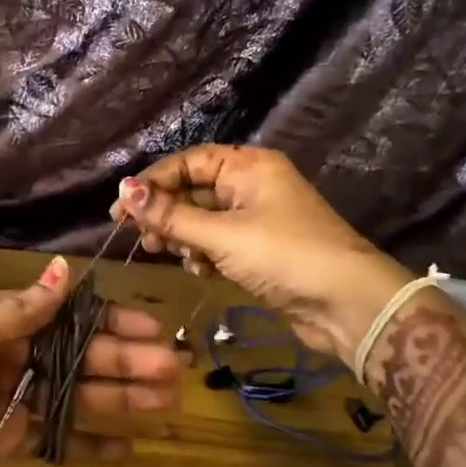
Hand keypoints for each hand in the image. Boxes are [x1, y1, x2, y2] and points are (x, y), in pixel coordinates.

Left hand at [0, 256, 180, 466]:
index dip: (111, 322)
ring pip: (78, 397)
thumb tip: (65, 269)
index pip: (68, 316)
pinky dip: (91, 444)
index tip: (153, 329)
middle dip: (127, 363)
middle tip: (175, 374)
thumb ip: (15, 311)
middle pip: (81, 358)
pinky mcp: (9, 441)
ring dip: (121, 400)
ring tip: (166, 407)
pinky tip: (128, 449)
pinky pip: (58, 439)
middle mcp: (15, 356)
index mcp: (1, 322)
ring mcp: (14, 400)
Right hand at [112, 145, 411, 363]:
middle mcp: (251, 186)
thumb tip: (124, 189)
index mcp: (248, 167)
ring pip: (203, 220)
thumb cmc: (283, 256)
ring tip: (165, 254)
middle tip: (140, 239)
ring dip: (182, 237)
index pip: (188, 163)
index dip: (152, 183)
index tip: (120, 208)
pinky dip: (203, 255)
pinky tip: (199, 271)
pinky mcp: (258, 251)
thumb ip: (171, 215)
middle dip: (165, 214)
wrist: (345, 304)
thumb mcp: (221, 234)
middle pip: (193, 191)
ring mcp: (256, 219)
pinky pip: (218, 244)